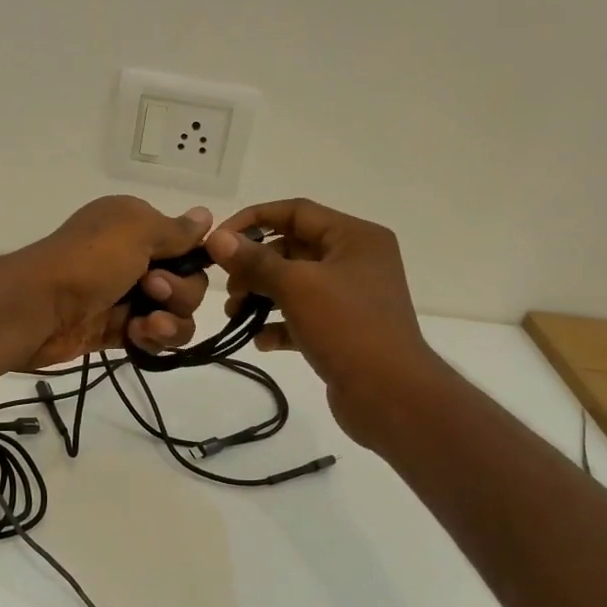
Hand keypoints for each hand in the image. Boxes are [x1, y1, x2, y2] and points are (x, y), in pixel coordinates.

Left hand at [10, 196, 212, 368]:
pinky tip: (137, 337)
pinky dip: (153, 339)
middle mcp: (133, 258)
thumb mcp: (136, 230)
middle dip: (180, 292)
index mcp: (135, 226)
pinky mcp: (117, 331)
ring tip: (147, 325)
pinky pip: (154, 337)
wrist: (37, 309)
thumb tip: (207, 215)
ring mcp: (126, 297)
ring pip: (175, 314)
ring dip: (171, 322)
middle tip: (151, 291)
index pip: (186, 245)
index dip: (191, 261)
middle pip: (187, 283)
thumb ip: (176, 229)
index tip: (176, 265)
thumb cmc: (88, 261)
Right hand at [206, 199, 433, 442]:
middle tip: (227, 287)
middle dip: (254, 266)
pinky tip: (260, 340)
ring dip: (261, 296)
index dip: (253, 220)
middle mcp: (356, 261)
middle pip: (293, 249)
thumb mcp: (297, 286)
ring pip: (295, 285)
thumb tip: (216, 238)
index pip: (296, 212)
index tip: (217, 241)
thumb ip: (255, 260)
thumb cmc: (347, 327)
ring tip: (235, 315)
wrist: (390, 395)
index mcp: (355, 237)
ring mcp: (351, 298)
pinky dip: (279, 325)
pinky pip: (303, 318)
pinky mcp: (344, 331)